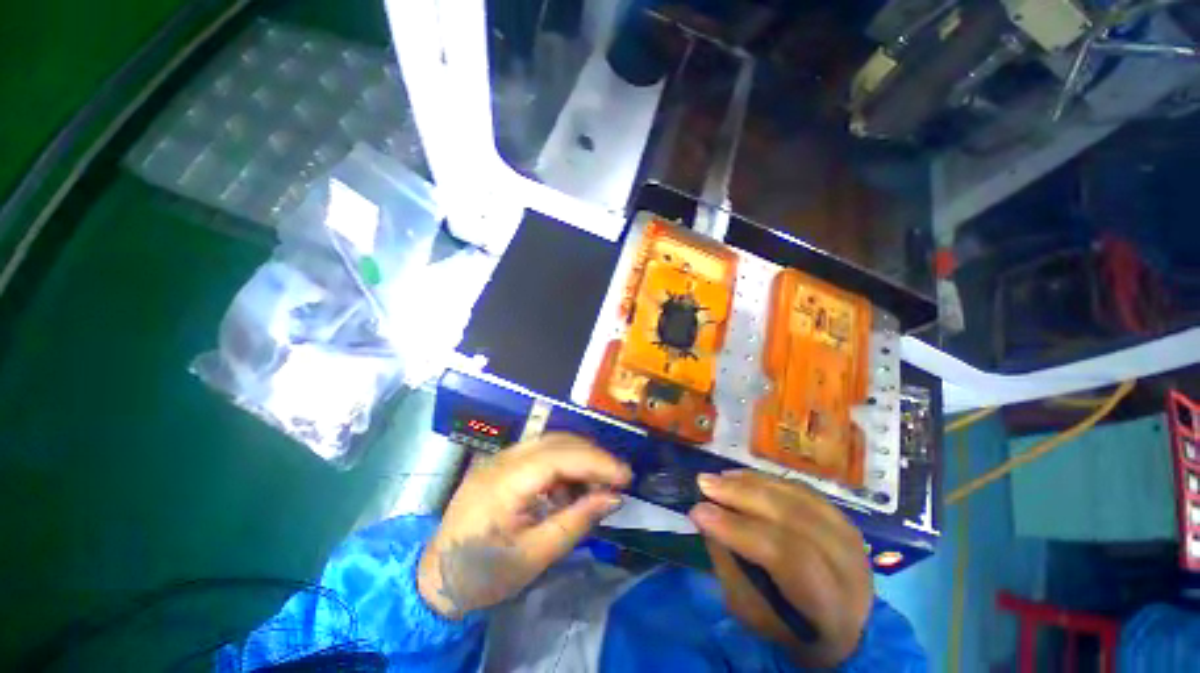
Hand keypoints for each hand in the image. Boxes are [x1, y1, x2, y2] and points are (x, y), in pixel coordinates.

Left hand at [418, 434, 631, 618]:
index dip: (595, 462)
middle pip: (557, 442)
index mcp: (503, 484)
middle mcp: (501, 460)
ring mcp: (500, 457)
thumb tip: (613, 498)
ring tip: (599, 481)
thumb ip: (576, 522)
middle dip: (592, 456)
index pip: (558, 458)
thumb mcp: (535, 556)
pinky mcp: (502, 462)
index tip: (625, 476)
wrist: (437, 578)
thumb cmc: (484, 575)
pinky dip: (564, 462)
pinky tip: (571, 485)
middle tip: (618, 476)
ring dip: (580, 456)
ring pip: (550, 441)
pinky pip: (541, 451)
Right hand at [689, 470, 872, 667]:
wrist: (842, 633)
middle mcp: (851, 570)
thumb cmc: (786, 631)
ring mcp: (853, 542)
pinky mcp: (845, 521)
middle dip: (743, 495)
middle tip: (704, 483)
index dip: (739, 529)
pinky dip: (769, 481)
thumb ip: (729, 564)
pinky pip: (804, 491)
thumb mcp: (751, 614)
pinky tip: (742, 477)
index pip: (786, 557)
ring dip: (753, 483)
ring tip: (719, 477)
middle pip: (795, 518)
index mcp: (832, 610)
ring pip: (800, 499)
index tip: (698, 512)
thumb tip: (706, 516)